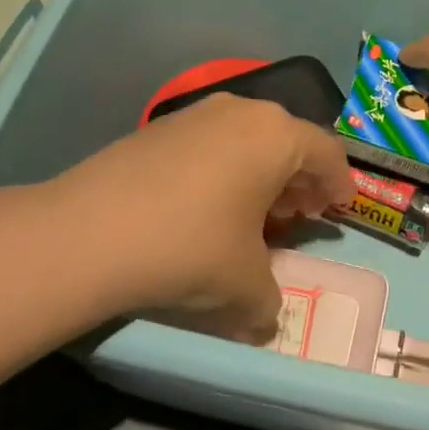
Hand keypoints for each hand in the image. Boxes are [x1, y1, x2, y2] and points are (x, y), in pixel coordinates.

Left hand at [43, 94, 351, 343]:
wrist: (88, 233)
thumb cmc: (190, 248)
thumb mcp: (244, 286)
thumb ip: (268, 301)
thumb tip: (263, 317)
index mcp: (276, 135)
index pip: (327, 153)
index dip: (340, 184)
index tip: (340, 211)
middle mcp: (241, 112)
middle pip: (287, 141)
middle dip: (299, 180)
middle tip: (299, 216)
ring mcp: (195, 114)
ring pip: (246, 140)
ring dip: (260, 175)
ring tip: (254, 214)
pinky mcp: (158, 128)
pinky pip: (210, 144)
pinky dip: (223, 170)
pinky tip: (207, 207)